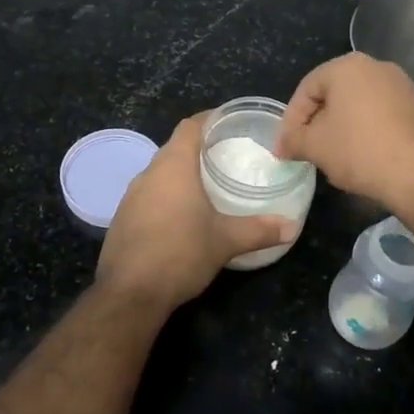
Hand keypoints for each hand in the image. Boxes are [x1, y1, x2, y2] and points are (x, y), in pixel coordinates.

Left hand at [96, 113, 296, 311]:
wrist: (130, 293)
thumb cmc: (181, 253)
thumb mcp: (225, 241)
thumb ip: (259, 230)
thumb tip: (291, 226)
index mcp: (174, 166)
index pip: (190, 126)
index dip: (209, 120)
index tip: (229, 124)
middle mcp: (149, 173)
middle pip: (174, 148)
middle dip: (199, 149)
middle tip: (227, 157)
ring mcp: (131, 196)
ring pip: (160, 173)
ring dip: (181, 175)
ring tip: (208, 186)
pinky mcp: (122, 218)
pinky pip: (148, 195)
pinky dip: (166, 196)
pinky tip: (182, 216)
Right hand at [274, 54, 413, 210]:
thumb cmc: (359, 150)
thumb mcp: (314, 146)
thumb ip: (292, 140)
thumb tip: (282, 146)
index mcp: (347, 66)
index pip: (307, 89)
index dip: (292, 119)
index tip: (286, 146)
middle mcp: (377, 66)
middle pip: (335, 94)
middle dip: (318, 122)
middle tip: (307, 149)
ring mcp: (403, 85)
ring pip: (360, 105)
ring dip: (343, 127)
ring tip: (334, 155)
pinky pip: (383, 115)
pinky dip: (368, 131)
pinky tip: (365, 156)